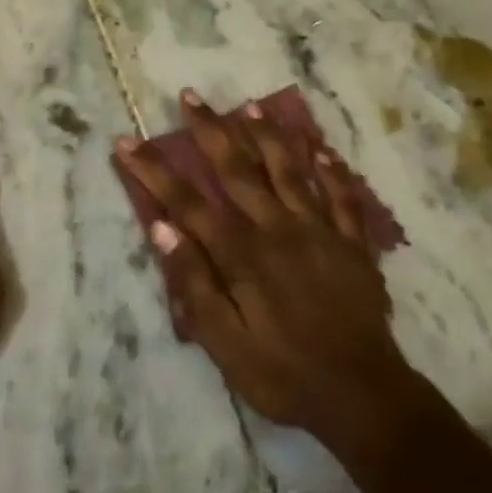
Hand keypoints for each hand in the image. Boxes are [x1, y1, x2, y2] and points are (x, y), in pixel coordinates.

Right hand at [115, 89, 423, 462]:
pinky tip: (322, 149)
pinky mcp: (352, 243)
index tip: (129, 142)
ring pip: (290, 170)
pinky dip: (331, 171)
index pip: (189, 202)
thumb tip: (162, 229)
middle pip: (239, 170)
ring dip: (268, 135)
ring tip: (250, 107)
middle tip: (190, 97)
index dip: (155, 171)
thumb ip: (195, 285)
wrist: (362, 395)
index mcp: (243, 254)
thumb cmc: (284, 374)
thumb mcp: (226, 345)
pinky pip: (342, 197)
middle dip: (210, 131)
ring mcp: (320, 231)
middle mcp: (279, 228)